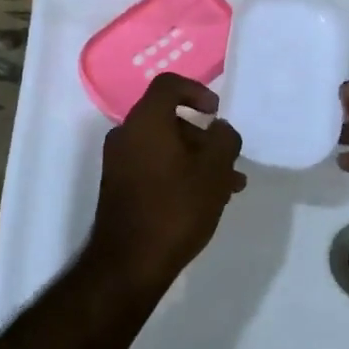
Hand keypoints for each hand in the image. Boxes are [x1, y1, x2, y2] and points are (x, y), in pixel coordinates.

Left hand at [88, 74, 245, 290]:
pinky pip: (154, 166)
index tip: (216, 113)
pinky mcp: (119, 187)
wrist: (129, 264)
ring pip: (165, 146)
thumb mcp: (215, 170)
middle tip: (229, 161)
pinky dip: (179, 173)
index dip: (197, 91)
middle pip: (169, 119)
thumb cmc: (176, 207)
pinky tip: (205, 200)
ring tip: (228, 187)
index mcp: (145, 121)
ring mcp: (119, 162)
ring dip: (196, 159)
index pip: (168, 85)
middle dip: (204, 137)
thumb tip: (219, 129)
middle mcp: (126, 134)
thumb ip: (224, 139)